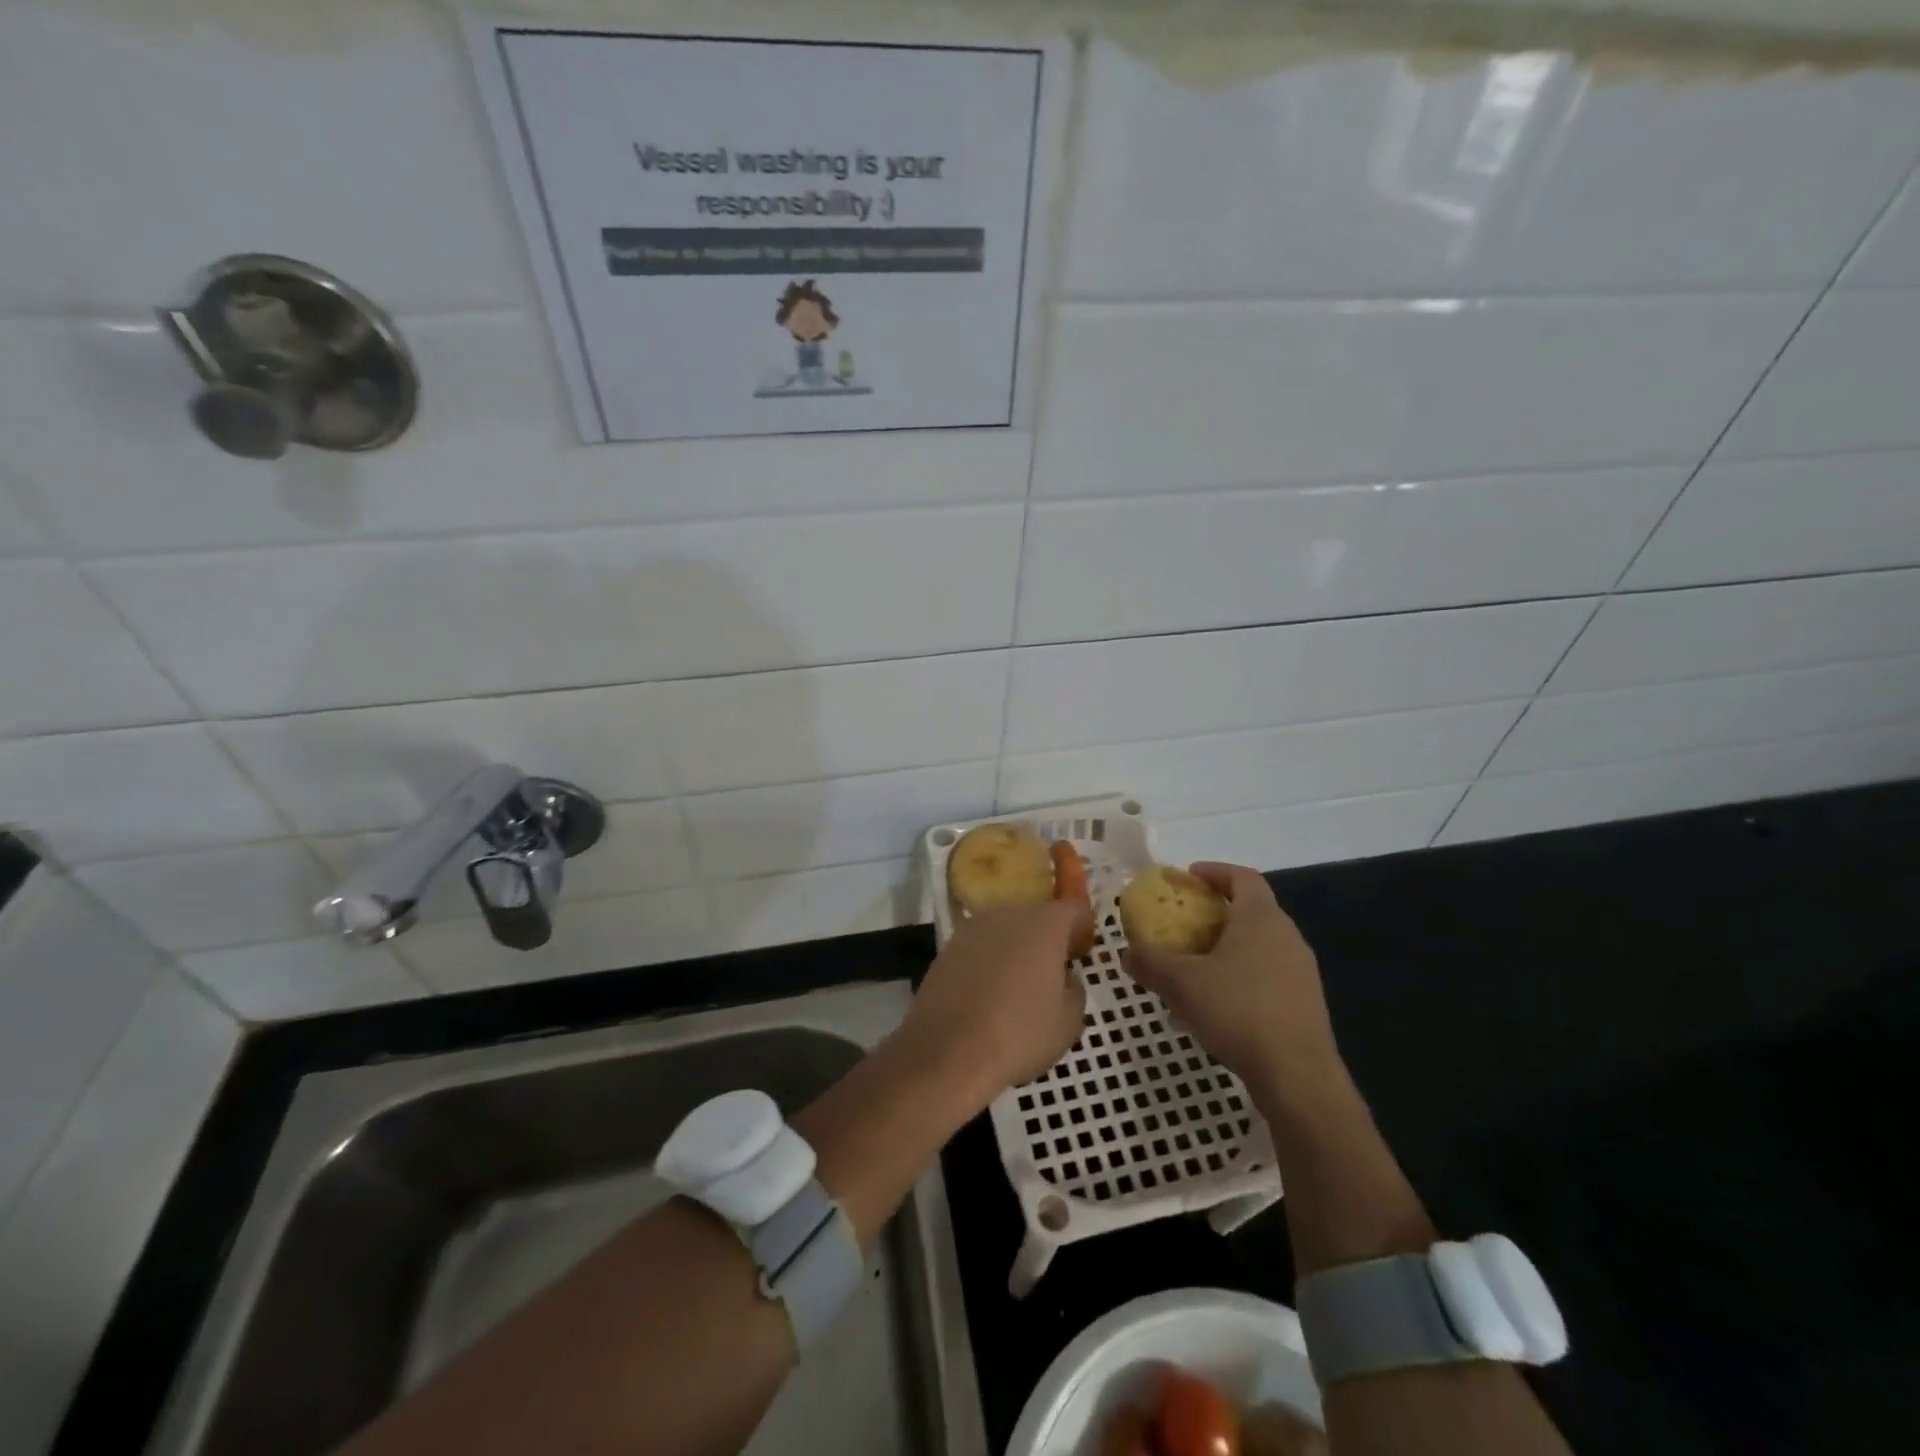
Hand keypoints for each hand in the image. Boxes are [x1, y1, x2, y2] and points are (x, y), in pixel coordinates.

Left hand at [897, 900, 1089, 1105]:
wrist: (947, 1051)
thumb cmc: (1019, 1034)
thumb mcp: (1070, 1020)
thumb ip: (1075, 988)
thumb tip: (1063, 978)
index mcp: (1043, 924)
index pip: (1074, 909)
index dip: (1083, 930)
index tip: (1081, 956)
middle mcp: (1006, 914)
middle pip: (1036, 918)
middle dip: (1047, 940)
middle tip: (1052, 976)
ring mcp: (971, 929)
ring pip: (1005, 932)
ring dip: (1015, 951)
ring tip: (1016, 990)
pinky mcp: (946, 949)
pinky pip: (979, 949)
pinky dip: (988, 964)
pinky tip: (987, 997)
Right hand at [1123, 863, 1340, 1102]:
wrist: (1297, 1076)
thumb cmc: (1238, 1012)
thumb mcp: (1181, 983)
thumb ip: (1150, 962)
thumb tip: (1126, 953)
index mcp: (1261, 918)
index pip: (1242, 877)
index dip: (1215, 871)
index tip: (1189, 876)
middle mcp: (1287, 936)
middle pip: (1251, 910)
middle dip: (1216, 913)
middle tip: (1185, 924)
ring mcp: (1301, 971)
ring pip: (1259, 946)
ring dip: (1228, 948)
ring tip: (1196, 968)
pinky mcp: (1306, 1003)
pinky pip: (1268, 975)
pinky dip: (1242, 976)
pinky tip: (1218, 1005)